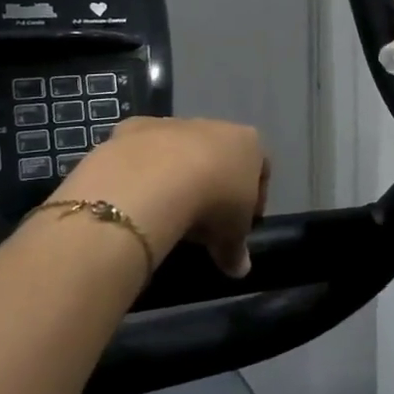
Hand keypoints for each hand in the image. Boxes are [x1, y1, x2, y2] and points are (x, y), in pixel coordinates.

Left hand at [54, 117, 268, 278]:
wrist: (153, 180)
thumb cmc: (212, 202)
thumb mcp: (232, 234)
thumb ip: (236, 249)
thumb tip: (240, 269)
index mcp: (248, 142)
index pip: (260, 169)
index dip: (254, 199)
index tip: (241, 225)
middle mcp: (213, 125)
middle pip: (218, 156)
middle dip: (213, 185)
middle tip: (203, 222)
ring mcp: (172, 123)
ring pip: (179, 151)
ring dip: (176, 176)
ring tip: (167, 213)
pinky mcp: (134, 127)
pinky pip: (142, 152)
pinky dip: (141, 171)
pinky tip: (137, 198)